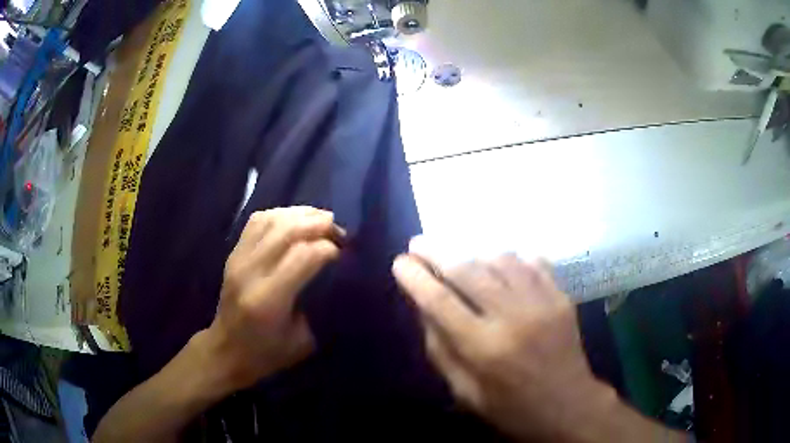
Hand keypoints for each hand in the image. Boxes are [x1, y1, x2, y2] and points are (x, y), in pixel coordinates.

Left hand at [205, 207, 341, 391]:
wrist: (226, 350)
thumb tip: (335, 272)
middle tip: (339, 231)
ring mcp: (238, 258)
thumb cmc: (267, 353)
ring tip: (322, 221)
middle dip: (320, 224)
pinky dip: (281, 214)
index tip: (344, 254)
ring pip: (272, 219)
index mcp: (269, 299)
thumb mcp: (304, 341)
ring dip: (302, 214)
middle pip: (288, 230)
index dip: (329, 248)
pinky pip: (258, 220)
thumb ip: (319, 305)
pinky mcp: (233, 253)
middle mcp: (251, 271)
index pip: (304, 255)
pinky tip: (296, 220)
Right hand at [393, 252, 611, 441]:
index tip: (399, 263)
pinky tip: (500, 262)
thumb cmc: (512, 408)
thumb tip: (424, 309)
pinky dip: (511, 257)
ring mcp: (542, 302)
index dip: (415, 278)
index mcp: (484, 349)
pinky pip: (533, 261)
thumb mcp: (465, 392)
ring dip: (473, 252)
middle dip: (436, 252)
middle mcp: (513, 317)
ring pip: (500, 259)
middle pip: (467, 270)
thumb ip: (441, 350)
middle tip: (417, 244)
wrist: (569, 405)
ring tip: (458, 257)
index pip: (440, 301)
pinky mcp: (561, 297)